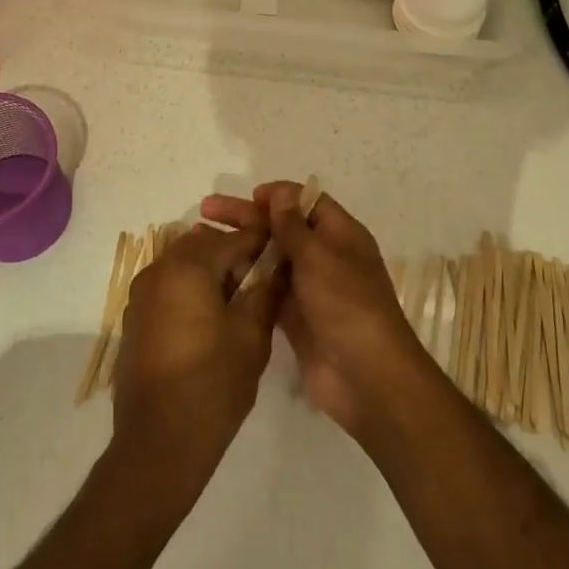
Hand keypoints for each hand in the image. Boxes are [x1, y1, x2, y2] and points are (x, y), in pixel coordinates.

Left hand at [110, 214, 280, 500]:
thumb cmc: (212, 383)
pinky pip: (168, 288)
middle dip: (232, 256)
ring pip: (183, 265)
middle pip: (202, 246)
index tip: (282, 251)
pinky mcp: (134, 318)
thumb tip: (278, 267)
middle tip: (259, 283)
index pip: (231, 239)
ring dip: (210, 273)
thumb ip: (265, 292)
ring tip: (237, 304)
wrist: (159, 441)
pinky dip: (190, 291)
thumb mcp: (251, 336)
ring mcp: (141, 294)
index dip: (260, 242)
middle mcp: (158, 270)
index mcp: (187, 266)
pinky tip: (209, 322)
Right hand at [202, 183, 435, 441]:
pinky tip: (216, 275)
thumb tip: (280, 192)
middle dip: (248, 217)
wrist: (365, 376)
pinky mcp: (294, 317)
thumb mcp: (319, 255)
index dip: (278, 195)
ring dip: (242, 248)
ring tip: (203, 242)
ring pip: (271, 258)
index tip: (248, 196)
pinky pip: (266, 290)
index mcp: (341, 235)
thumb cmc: (346, 303)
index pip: (307, 202)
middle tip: (206, 211)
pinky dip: (245, 280)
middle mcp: (325, 256)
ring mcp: (309, 288)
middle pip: (282, 228)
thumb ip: (293, 225)